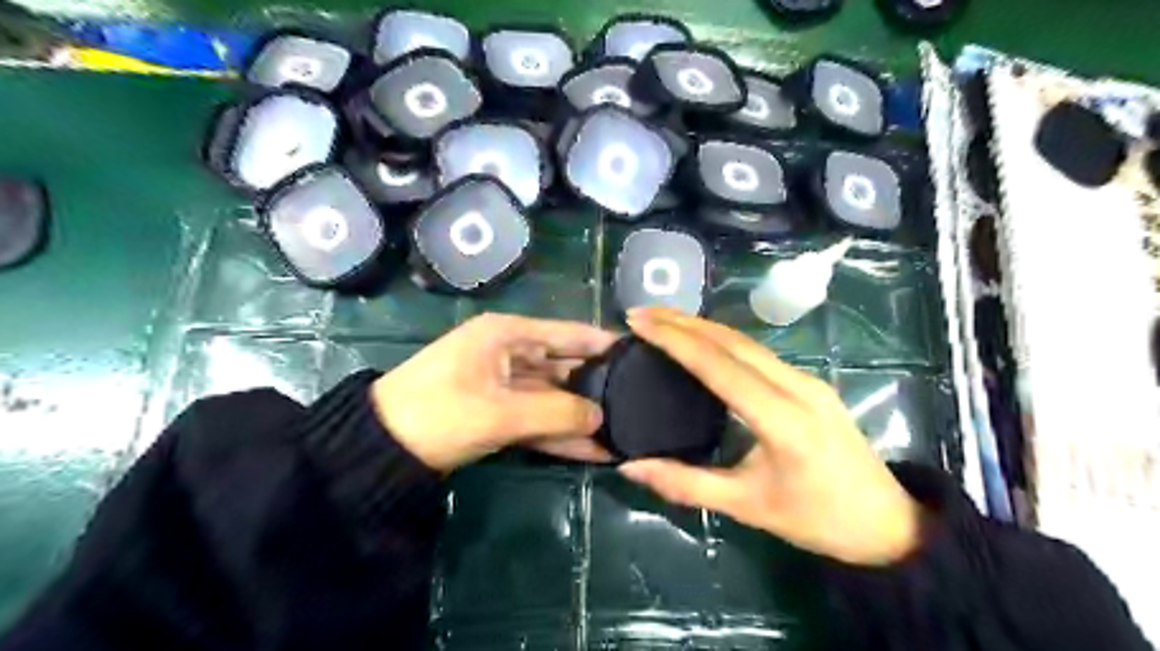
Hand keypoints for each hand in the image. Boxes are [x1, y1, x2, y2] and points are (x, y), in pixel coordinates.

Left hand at [375, 313, 619, 471]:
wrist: (381, 450)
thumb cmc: (439, 414)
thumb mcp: (500, 413)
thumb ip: (556, 413)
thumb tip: (602, 418)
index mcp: (507, 335)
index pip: (568, 333)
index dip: (603, 344)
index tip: (639, 356)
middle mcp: (509, 353)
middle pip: (564, 367)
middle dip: (596, 387)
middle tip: (638, 401)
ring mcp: (504, 386)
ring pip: (552, 398)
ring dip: (580, 417)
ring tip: (622, 433)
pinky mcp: (497, 413)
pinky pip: (536, 419)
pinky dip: (559, 434)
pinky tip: (592, 451)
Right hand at [616, 308, 924, 566]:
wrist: (888, 522)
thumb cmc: (817, 519)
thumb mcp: (747, 507)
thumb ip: (686, 485)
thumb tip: (630, 468)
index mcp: (782, 419)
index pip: (719, 366)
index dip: (675, 340)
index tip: (639, 323)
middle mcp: (796, 386)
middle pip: (732, 342)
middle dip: (683, 322)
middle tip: (640, 313)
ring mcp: (807, 380)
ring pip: (746, 342)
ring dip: (702, 326)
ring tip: (662, 320)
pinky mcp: (809, 383)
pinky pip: (758, 352)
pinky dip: (721, 340)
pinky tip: (701, 340)